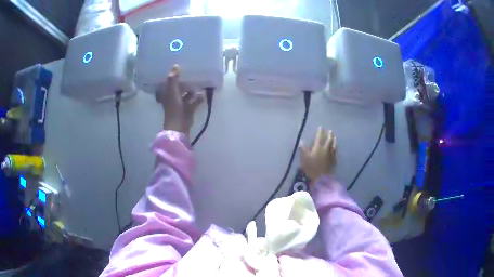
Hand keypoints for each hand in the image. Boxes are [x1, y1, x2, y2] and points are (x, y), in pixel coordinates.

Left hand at [156, 65, 203, 137]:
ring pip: (186, 95)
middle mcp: (173, 99)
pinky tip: (204, 93)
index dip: (172, 77)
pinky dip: (199, 98)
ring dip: (192, 90)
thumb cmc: (173, 108)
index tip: (178, 68)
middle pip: (178, 88)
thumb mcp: (172, 92)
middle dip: (184, 82)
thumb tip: (176, 65)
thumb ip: (173, 79)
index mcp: (167, 94)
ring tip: (200, 82)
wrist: (179, 126)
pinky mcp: (188, 110)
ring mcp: (180, 105)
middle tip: (192, 73)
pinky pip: (194, 102)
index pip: (168, 83)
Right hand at [299, 127, 336, 182]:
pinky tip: (336, 148)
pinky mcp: (334, 161)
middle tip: (330, 130)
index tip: (321, 127)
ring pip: (333, 145)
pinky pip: (335, 152)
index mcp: (318, 147)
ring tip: (334, 136)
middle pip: (329, 140)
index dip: (320, 132)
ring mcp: (331, 155)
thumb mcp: (304, 159)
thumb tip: (301, 141)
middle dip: (329, 134)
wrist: (322, 178)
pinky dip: (335, 148)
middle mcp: (326, 149)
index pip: (319, 137)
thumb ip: (303, 149)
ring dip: (334, 140)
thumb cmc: (311, 168)